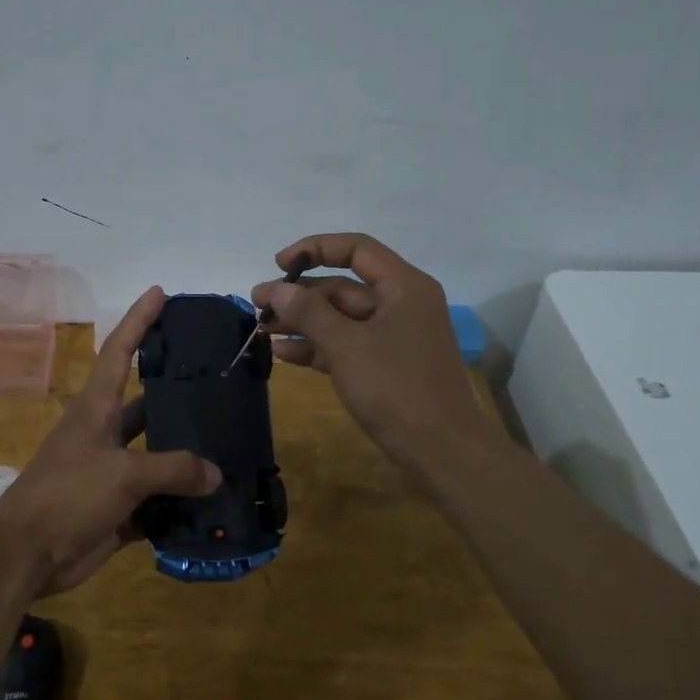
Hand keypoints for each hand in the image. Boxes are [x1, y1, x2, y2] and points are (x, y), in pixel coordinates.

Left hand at [0, 286, 220, 594]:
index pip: (119, 351)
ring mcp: (111, 472)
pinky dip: (181, 503)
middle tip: (221, 380)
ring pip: (157, 455)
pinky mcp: (117, 509)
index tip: (159, 293)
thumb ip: (173, 469)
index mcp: (97, 408)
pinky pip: (157, 500)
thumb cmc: (67, 495)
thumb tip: (216, 474)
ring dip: (187, 455)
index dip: (138, 320)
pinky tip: (215, 502)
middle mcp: (105, 433)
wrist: (27, 554)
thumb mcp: (122, 473)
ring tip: (230, 444)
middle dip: (179, 392)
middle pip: (148, 404)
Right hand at [252, 233, 494, 473]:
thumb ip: (309, 313)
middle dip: (299, 294)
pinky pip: (344, 345)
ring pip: (340, 318)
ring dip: (301, 322)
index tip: (278, 264)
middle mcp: (400, 304)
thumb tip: (277, 289)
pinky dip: (316, 347)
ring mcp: (393, 337)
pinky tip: (282, 353)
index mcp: (403, 286)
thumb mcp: (347, 346)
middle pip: (343, 286)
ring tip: (261, 329)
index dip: (315, 248)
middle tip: (257, 305)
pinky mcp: (384, 366)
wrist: (442, 451)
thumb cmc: (397, 388)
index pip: (356, 249)